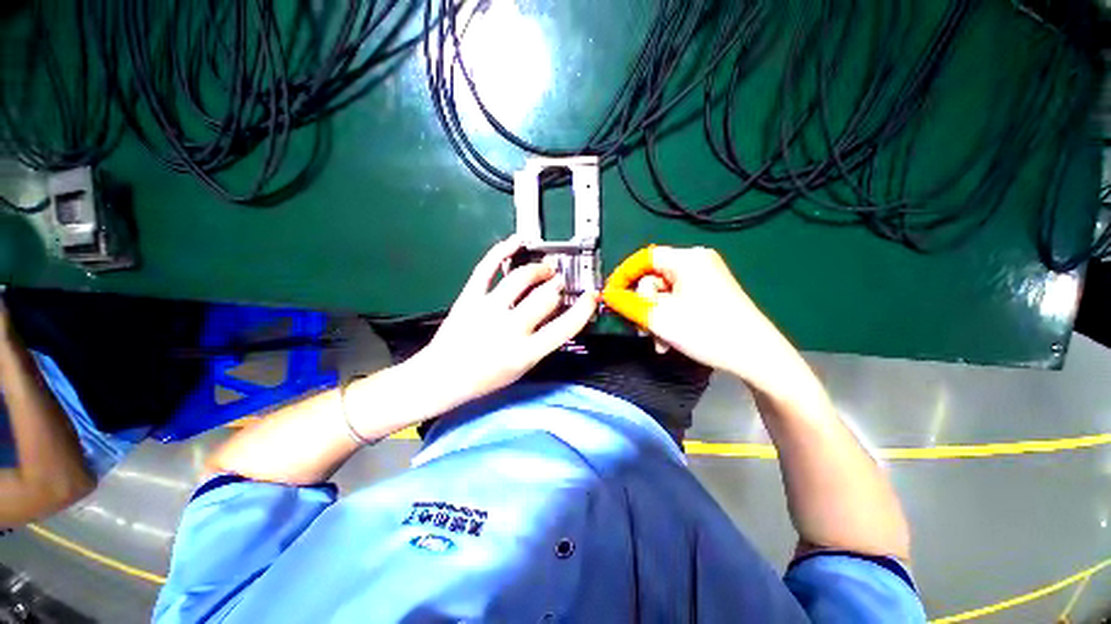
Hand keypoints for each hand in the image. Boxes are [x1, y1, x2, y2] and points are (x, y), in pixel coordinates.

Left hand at [415, 236, 598, 406]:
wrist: (441, 378)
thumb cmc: (485, 378)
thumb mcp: (521, 367)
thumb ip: (542, 342)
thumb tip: (558, 314)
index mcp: (526, 352)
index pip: (565, 327)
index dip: (583, 308)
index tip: (591, 295)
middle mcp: (510, 329)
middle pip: (546, 296)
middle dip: (557, 285)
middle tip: (559, 281)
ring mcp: (487, 310)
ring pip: (521, 277)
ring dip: (539, 269)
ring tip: (545, 268)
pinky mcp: (469, 297)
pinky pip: (487, 267)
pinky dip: (502, 250)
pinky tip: (516, 240)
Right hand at [602, 246, 802, 390]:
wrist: (756, 356)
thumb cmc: (707, 331)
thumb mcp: (660, 317)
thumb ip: (628, 303)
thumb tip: (608, 295)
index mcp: (687, 259)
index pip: (644, 258)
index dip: (623, 276)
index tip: (611, 295)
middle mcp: (697, 262)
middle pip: (654, 278)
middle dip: (644, 305)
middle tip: (642, 328)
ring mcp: (705, 278)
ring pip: (664, 293)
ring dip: (655, 316)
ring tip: (659, 340)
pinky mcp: (710, 293)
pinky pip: (678, 300)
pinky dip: (669, 317)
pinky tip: (670, 339)